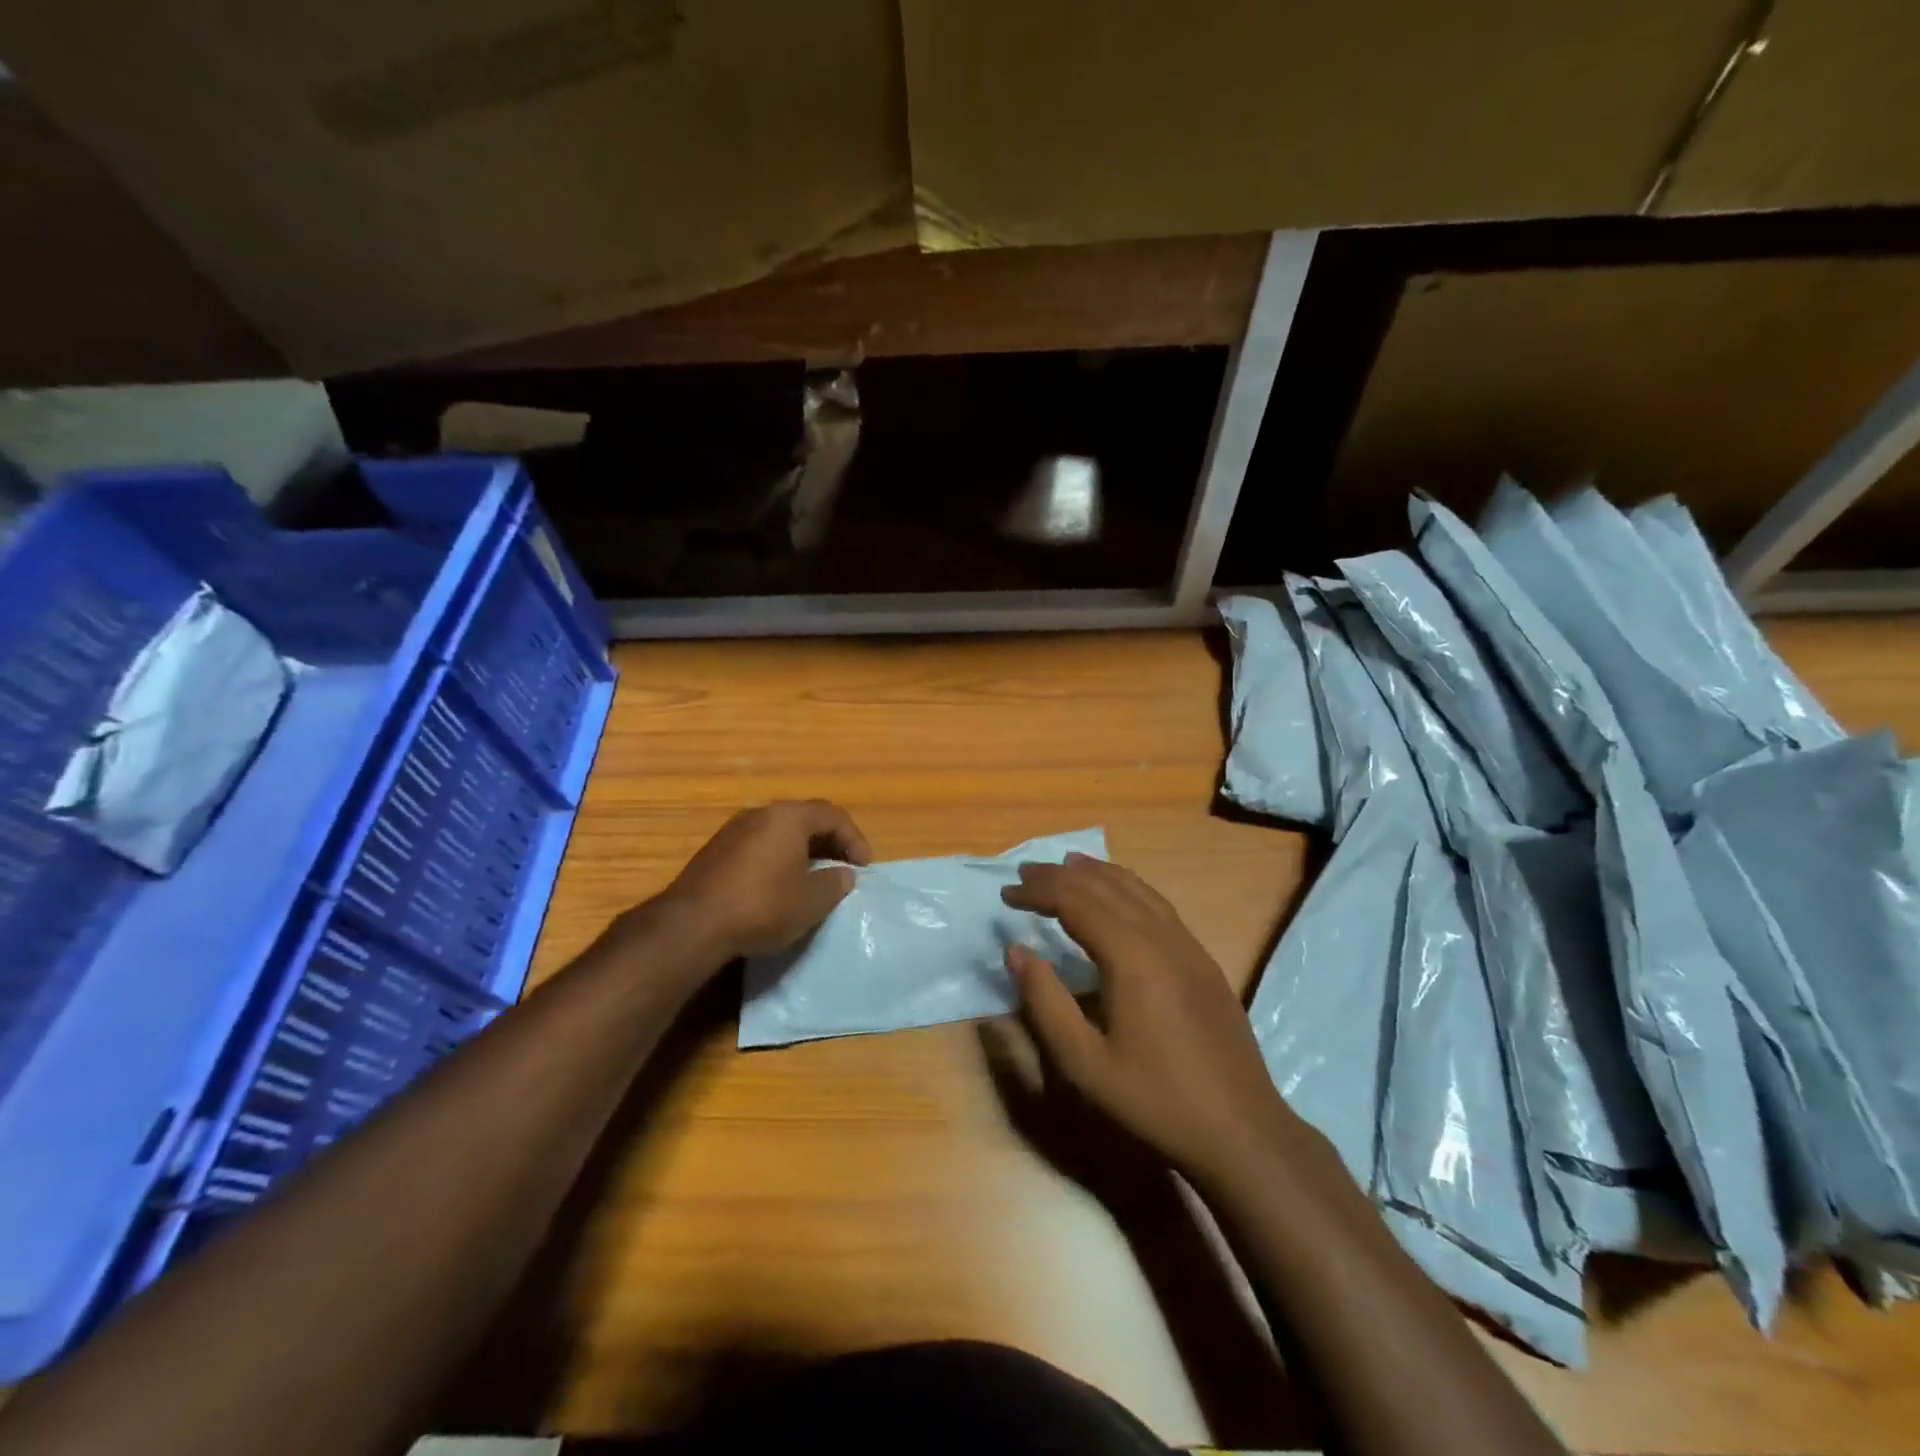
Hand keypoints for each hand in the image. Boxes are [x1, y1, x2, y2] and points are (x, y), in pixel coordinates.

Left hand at [651, 800, 871, 961]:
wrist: (692, 925)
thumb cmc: (762, 906)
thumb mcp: (811, 901)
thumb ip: (834, 883)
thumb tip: (843, 874)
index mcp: (788, 817)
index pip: (833, 815)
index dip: (855, 838)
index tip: (864, 866)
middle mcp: (760, 813)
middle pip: (805, 818)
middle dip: (829, 841)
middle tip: (843, 866)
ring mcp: (733, 830)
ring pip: (779, 832)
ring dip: (802, 850)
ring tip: (814, 876)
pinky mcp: (715, 852)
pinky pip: (758, 845)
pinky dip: (778, 858)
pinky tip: (779, 885)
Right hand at [1000, 853, 1301, 1183]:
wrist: (1241, 1130)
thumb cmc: (1155, 1100)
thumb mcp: (1084, 1062)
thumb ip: (1045, 1001)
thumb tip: (1016, 950)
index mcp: (1131, 955)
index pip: (1075, 901)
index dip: (1038, 892)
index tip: (1006, 895)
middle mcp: (1161, 937)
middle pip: (1105, 887)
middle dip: (1061, 876)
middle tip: (1026, 873)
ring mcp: (1188, 945)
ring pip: (1137, 889)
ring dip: (1098, 874)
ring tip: (1068, 865)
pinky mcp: (1203, 960)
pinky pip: (1159, 905)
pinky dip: (1129, 887)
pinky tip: (1120, 897)